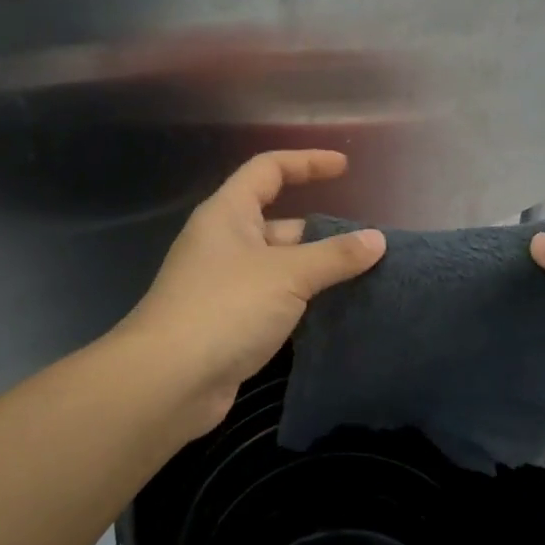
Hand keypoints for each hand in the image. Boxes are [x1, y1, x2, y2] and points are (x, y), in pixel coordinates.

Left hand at [118, 150, 384, 433]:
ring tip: (362, 280)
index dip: (307, 162)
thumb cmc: (225, 308)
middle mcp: (223, 243)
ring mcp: (224, 285)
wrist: (167, 382)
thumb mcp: (288, 275)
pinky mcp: (229, 323)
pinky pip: (274, 300)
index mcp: (228, 214)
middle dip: (321, 231)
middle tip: (365, 247)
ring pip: (279, 266)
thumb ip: (334, 256)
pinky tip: (334, 315)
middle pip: (279, 223)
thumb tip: (377, 240)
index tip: (344, 167)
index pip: (269, 169)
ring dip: (315, 271)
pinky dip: (302, 302)